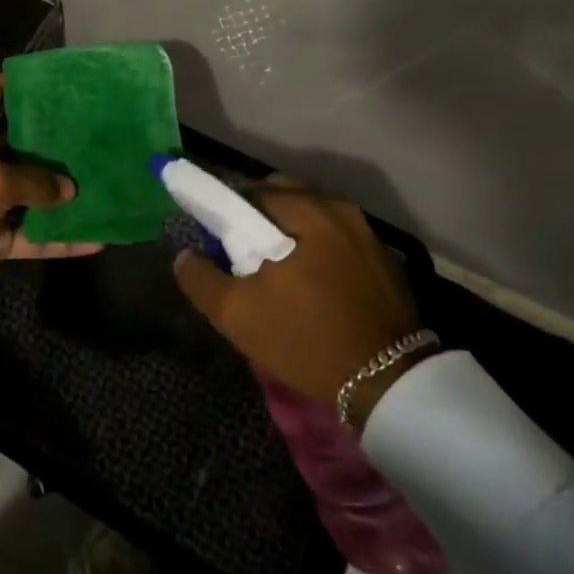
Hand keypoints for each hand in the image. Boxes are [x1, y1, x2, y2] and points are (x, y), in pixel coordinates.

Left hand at [0, 75, 100, 318]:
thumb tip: (70, 188)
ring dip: (64, 191)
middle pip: (24, 141)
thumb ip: (35, 180)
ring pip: (34, 189)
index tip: (67, 80)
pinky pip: (34, 232)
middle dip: (58, 139)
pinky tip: (96, 237)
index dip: (27, 82)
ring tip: (108, 181)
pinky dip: (60, 238)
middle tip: (102, 131)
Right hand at [173, 177, 424, 428]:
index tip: (217, 236)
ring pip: (314, 215)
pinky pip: (338, 236)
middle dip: (260, 215)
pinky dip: (318, 245)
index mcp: (304, 210)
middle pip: (285, 196)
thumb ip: (201, 279)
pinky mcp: (384, 257)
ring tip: (278, 267)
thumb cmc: (307, 338)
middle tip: (245, 251)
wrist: (389, 382)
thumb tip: (184, 255)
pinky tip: (312, 280)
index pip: (251, 191)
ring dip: (291, 229)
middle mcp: (338, 208)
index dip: (228, 210)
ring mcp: (366, 232)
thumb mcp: (238, 315)